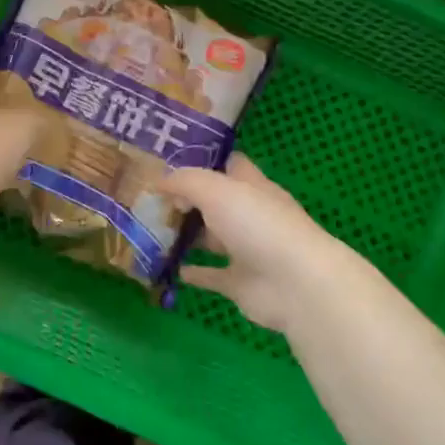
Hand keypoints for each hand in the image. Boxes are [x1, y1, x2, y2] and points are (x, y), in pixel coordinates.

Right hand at [162, 155, 375, 332]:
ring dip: (186, 235)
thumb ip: (185, 181)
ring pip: (210, 238)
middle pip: (214, 202)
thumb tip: (159, 182)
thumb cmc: (257, 224)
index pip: (228, 164)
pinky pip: (211, 274)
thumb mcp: (216, 189)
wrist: (296, 284)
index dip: (202, 160)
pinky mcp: (240, 283)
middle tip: (148, 199)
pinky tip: (169, 267)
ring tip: (150, 231)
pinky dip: (193, 271)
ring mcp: (246, 250)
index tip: (169, 161)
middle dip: (185, 200)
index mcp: (251, 185)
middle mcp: (249, 214)